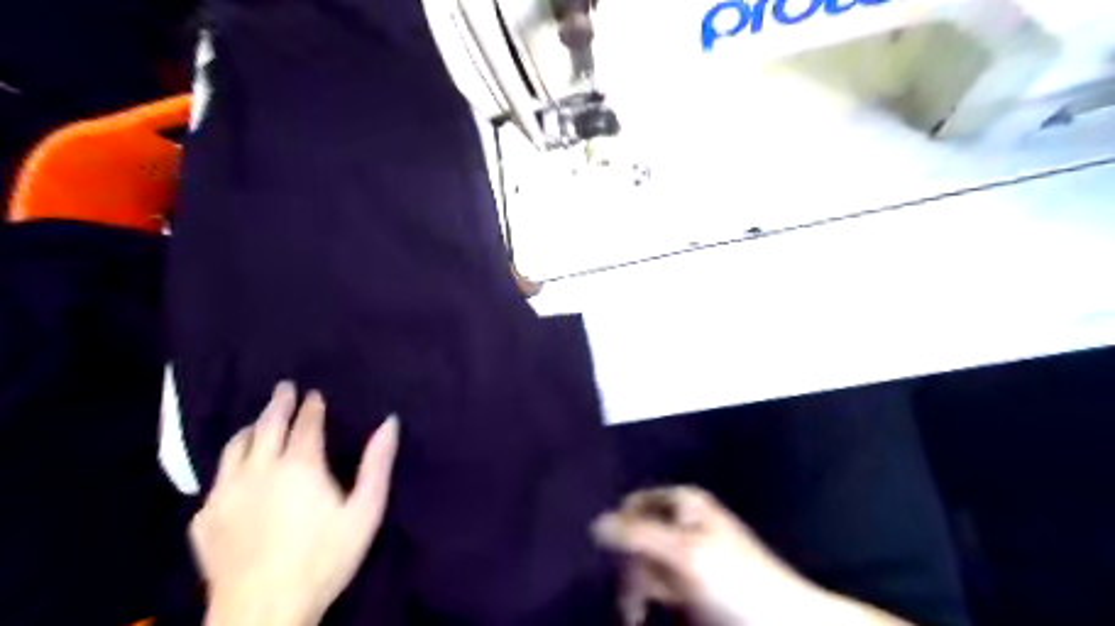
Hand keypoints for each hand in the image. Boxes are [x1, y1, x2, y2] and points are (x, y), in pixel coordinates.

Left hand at [191, 381, 401, 625]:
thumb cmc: (324, 558)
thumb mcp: (365, 511)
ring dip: (251, 428)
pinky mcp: (205, 519)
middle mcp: (258, 470)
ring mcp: (225, 493)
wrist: (262, 613)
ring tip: (259, 422)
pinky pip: (216, 480)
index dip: (311, 406)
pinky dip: (230, 466)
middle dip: (278, 403)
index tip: (314, 394)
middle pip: (266, 425)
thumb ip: (377, 463)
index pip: (305, 424)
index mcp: (299, 465)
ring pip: (234, 447)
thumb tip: (390, 422)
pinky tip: (236, 474)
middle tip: (284, 388)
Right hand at [591, 487, 817, 625]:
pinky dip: (646, 599)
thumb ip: (638, 535)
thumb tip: (594, 524)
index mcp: (682, 503)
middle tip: (635, 598)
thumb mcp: (684, 554)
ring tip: (637, 615)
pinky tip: (642, 617)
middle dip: (630, 566)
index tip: (615, 560)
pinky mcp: (689, 583)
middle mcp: (681, 522)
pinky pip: (655, 584)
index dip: (620, 529)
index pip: (633, 505)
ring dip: (635, 588)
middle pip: (635, 535)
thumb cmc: (735, 583)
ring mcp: (685, 554)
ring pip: (642, 563)